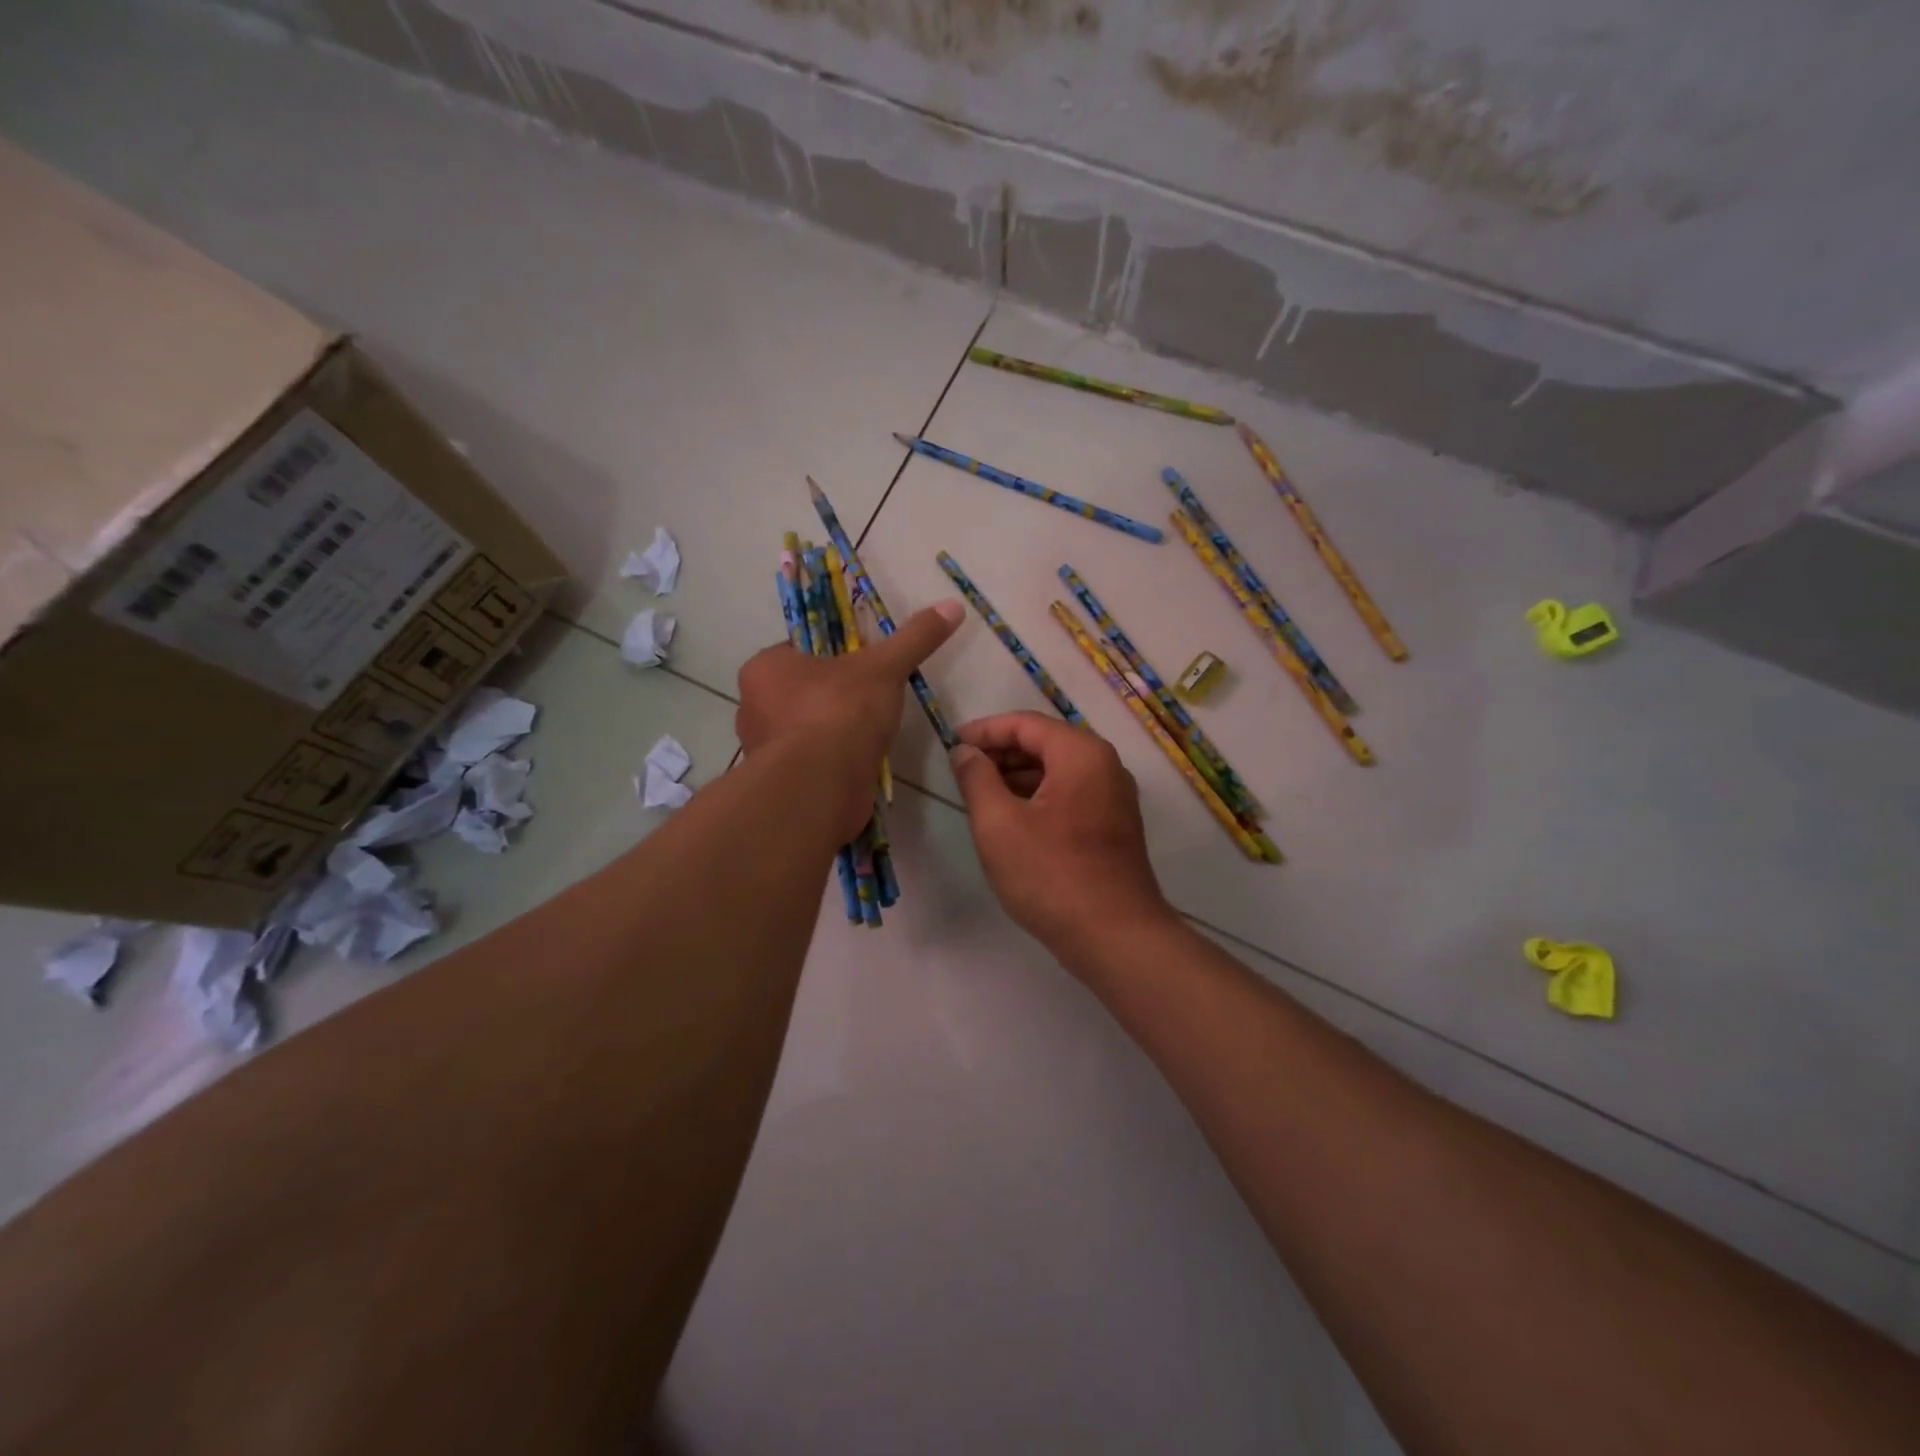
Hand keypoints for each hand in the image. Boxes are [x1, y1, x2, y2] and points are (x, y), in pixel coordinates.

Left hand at [736, 599, 962, 840]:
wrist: (822, 787)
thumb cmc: (840, 712)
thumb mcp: (884, 667)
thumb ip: (915, 637)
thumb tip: (953, 605)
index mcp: (764, 668)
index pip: (799, 650)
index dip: (834, 655)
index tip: (864, 665)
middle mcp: (752, 706)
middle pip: (801, 690)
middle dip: (833, 695)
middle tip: (870, 699)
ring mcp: (763, 748)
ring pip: (803, 727)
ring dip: (831, 730)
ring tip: (867, 732)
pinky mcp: (779, 783)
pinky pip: (809, 761)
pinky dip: (830, 760)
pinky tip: (857, 762)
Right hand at [948, 711, 1174, 960]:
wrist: (1114, 936)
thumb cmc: (1051, 875)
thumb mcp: (998, 824)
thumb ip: (976, 778)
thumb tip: (965, 752)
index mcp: (1081, 754)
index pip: (1025, 724)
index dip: (985, 730)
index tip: (952, 744)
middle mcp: (1105, 766)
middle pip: (1045, 742)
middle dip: (1001, 752)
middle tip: (963, 769)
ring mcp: (1114, 796)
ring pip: (1058, 770)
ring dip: (1018, 775)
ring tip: (980, 793)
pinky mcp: (1113, 825)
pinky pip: (1070, 794)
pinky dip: (1039, 796)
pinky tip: (1012, 817)